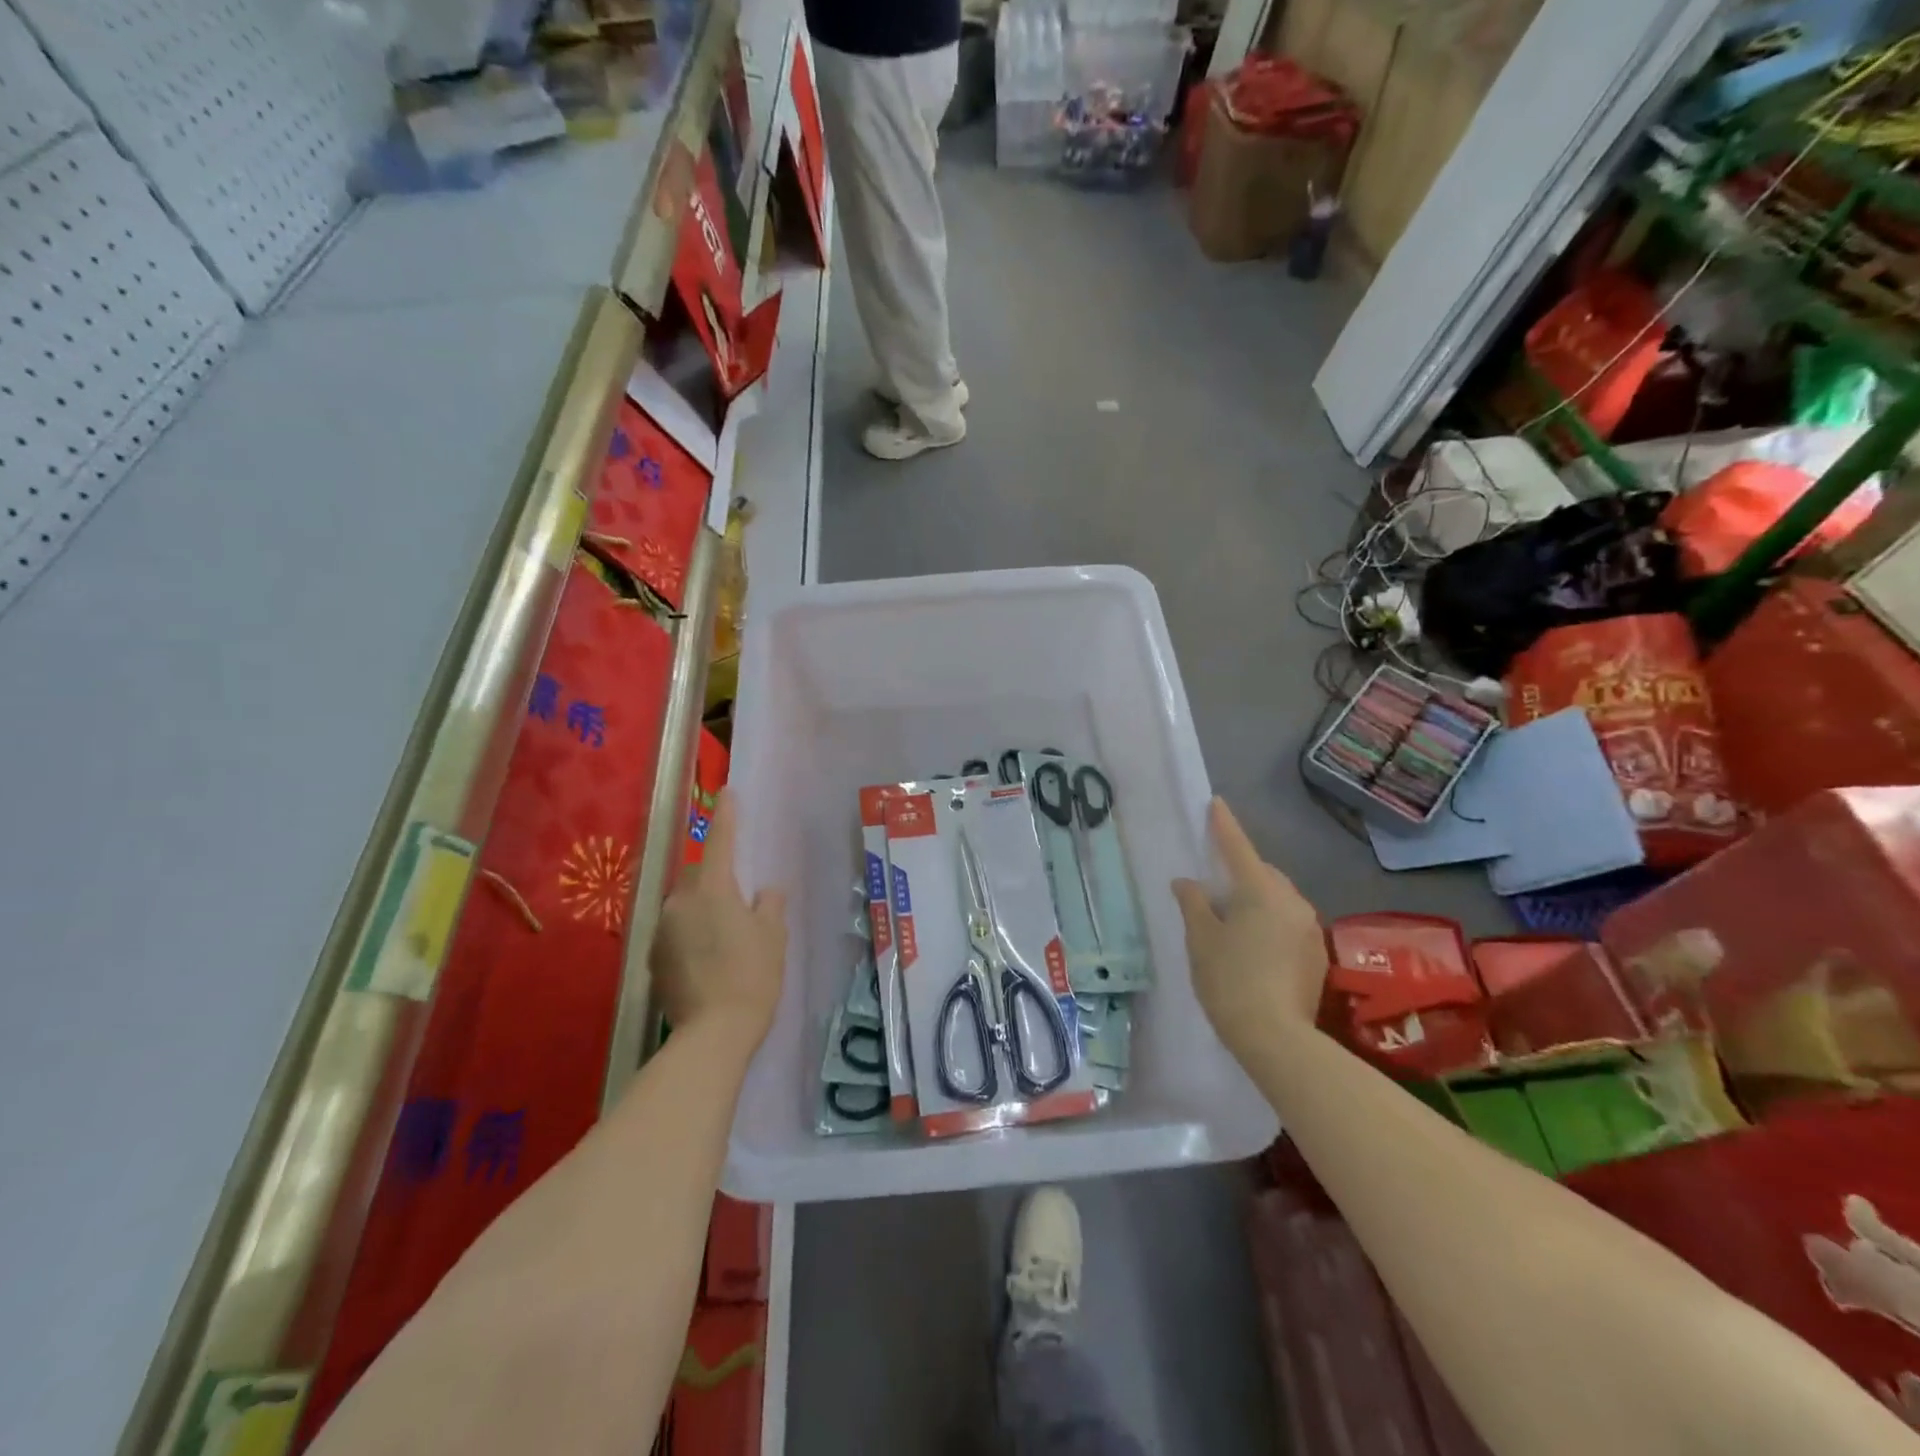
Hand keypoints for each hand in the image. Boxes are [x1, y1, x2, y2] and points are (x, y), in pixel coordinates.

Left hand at [651, 790, 786, 1046]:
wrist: (713, 1034)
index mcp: (711, 889)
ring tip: (726, 934)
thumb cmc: (752, 976)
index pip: (720, 842)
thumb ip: (769, 905)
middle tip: (739, 897)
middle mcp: (679, 903)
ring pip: (685, 906)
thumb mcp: (773, 936)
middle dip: (716, 878)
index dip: (726, 817)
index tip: (728, 793)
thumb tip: (764, 891)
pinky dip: (692, 936)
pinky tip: (709, 959)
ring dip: (703, 910)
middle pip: (698, 877)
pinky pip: (676, 933)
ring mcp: (662, 932)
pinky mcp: (654, 960)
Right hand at [1172, 799, 1327, 1065]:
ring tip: (1234, 922)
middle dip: (1242, 872)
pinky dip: (1271, 924)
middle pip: (1263, 874)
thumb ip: (1194, 904)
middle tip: (1216, 887)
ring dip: (1258, 900)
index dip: (1223, 825)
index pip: (1237, 848)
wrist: (1276, 1037)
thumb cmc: (1229, 979)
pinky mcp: (1318, 954)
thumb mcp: (1201, 939)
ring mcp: (1309, 928)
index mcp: (1260, 890)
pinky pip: (1289, 924)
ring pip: (1279, 900)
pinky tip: (1255, 948)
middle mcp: (1292, 901)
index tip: (1215, 803)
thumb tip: (1188, 883)